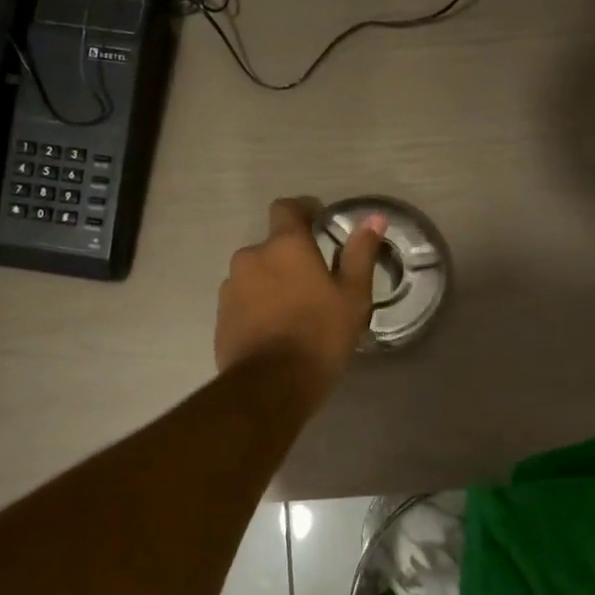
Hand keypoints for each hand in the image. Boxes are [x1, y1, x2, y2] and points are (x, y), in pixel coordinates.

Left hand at [215, 199, 385, 402]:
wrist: (270, 386)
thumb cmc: (319, 336)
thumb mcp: (352, 296)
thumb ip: (360, 254)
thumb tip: (374, 218)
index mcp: (285, 246)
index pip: (286, 208)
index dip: (303, 211)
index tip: (319, 224)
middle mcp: (251, 257)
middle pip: (272, 246)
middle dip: (290, 258)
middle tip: (315, 284)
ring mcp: (231, 287)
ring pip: (256, 274)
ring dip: (272, 283)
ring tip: (294, 311)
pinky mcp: (221, 315)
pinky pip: (243, 300)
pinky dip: (258, 306)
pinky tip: (275, 330)